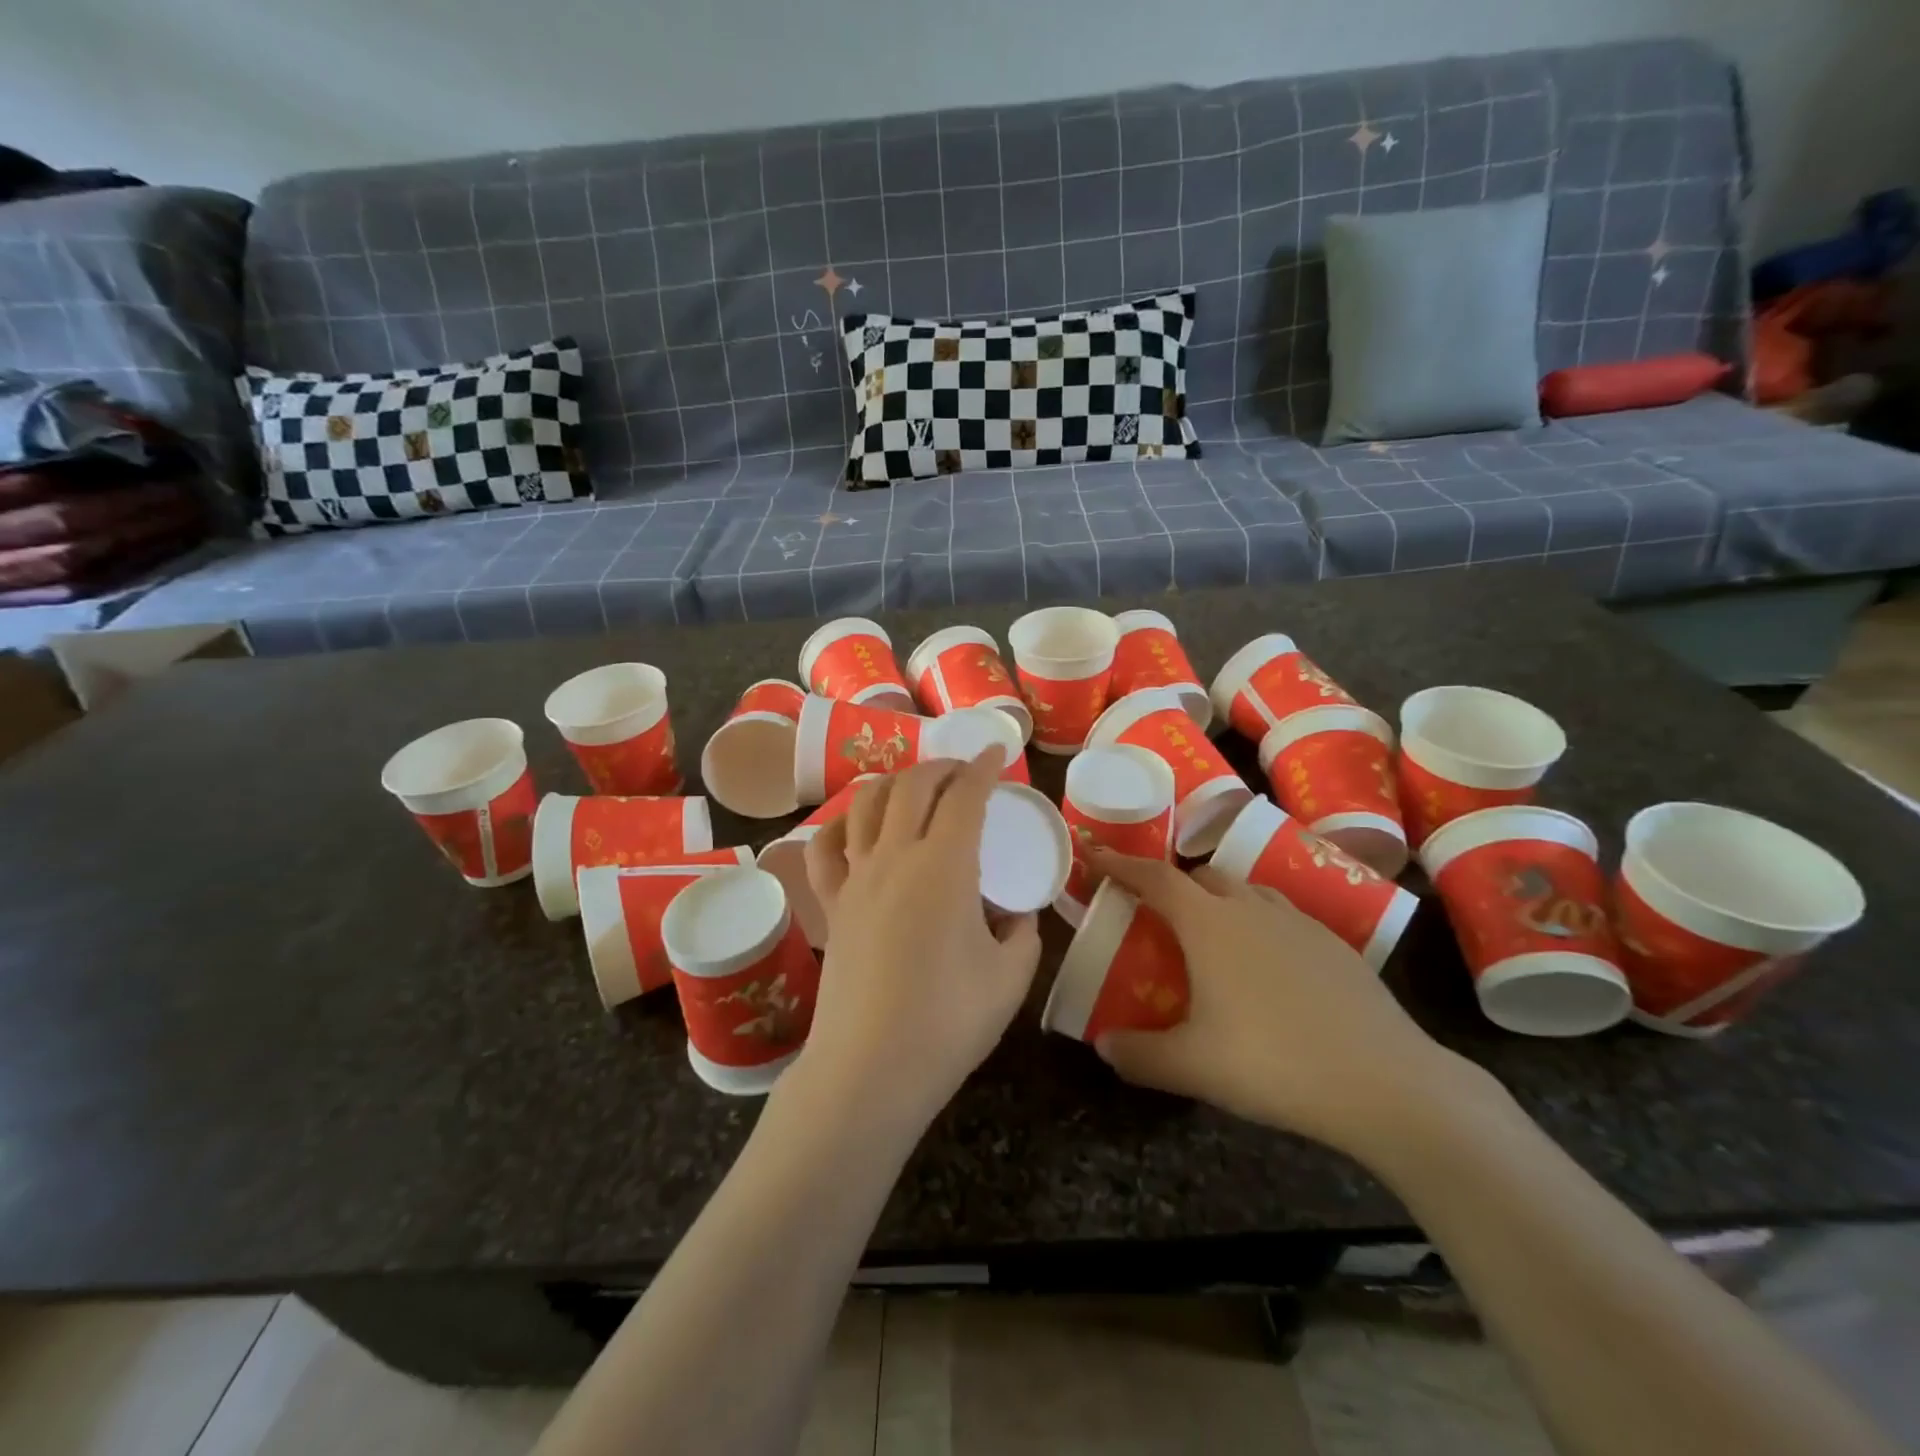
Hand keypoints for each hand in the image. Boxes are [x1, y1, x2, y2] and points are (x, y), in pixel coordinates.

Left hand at [797, 750, 1042, 1127]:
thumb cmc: (949, 1021)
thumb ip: (1022, 934)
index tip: (997, 751)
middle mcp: (895, 856)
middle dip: (942, 766)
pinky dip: (841, 824)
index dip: (984, 767)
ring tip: (914, 788)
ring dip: (894, 783)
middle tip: (964, 769)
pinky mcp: (831, 904)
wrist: (871, 1068)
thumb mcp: (1010, 977)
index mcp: (945, 866)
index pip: (965, 796)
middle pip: (913, 786)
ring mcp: (856, 878)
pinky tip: (854, 827)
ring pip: (867, 804)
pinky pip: (825, 848)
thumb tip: (1016, 915)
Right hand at [1087, 851, 1486, 1162]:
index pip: (1155, 878)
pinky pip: (1284, 917)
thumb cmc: (1273, 1062)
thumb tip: (1105, 1047)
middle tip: (1159, 916)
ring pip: (1248, 891)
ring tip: (1213, 939)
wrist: (1386, 1083)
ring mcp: (1299, 923)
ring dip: (1221, 901)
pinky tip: (1268, 971)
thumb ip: (1139, 1055)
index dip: (1122, 866)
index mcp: (1209, 924)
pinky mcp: (1336, 945)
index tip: (1098, 858)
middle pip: (1204, 875)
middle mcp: (1251, 908)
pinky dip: (1261, 925)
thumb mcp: (1192, 1067)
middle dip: (1175, 885)